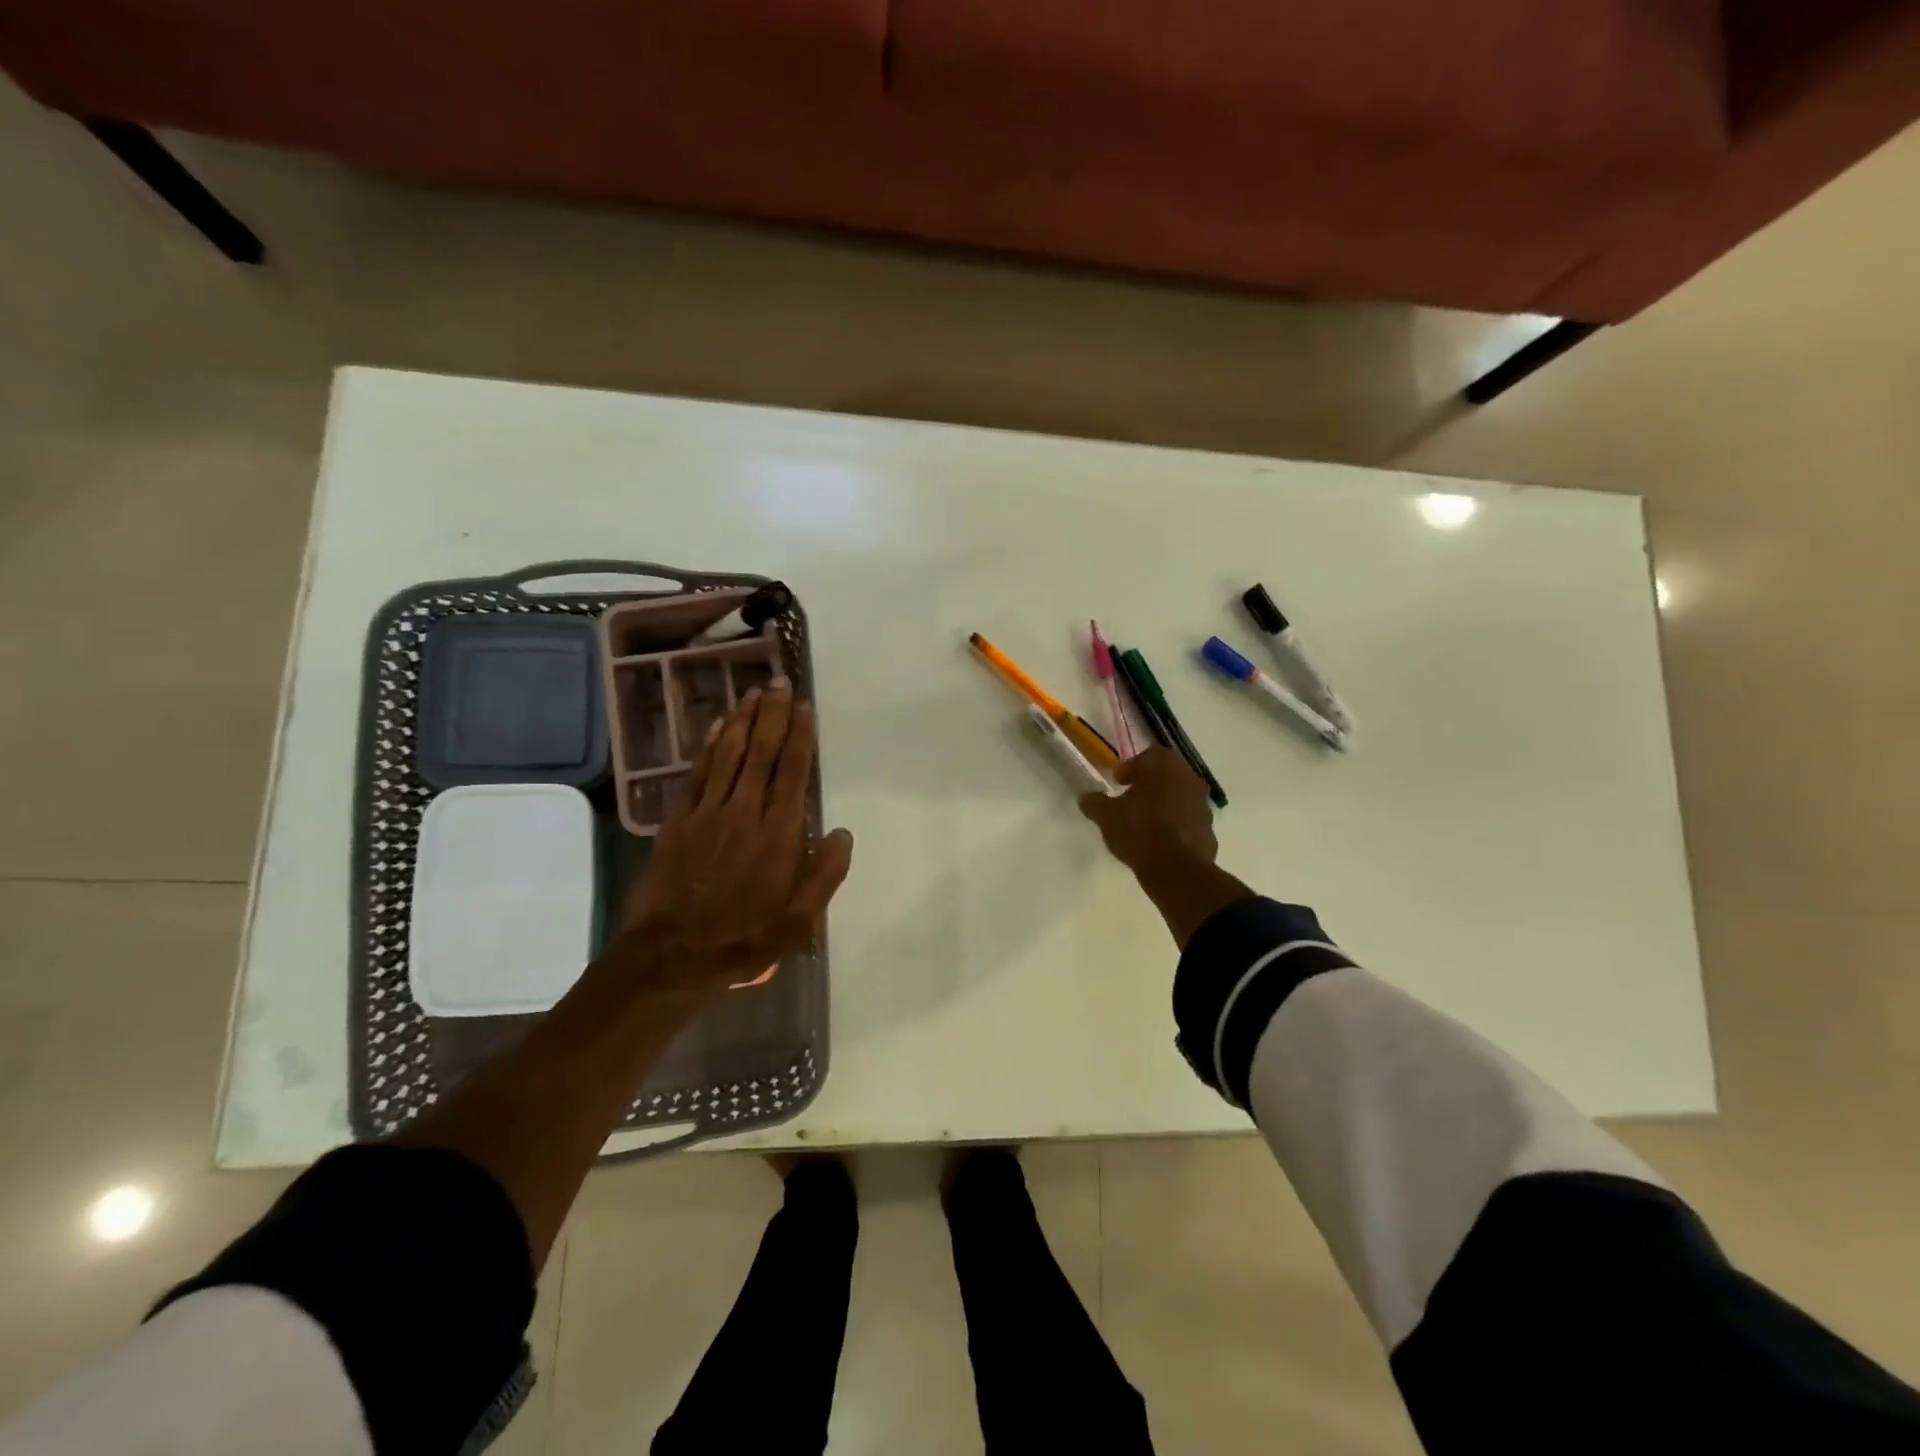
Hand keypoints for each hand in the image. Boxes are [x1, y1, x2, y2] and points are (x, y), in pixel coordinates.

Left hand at [618, 681, 853, 995]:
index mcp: (779, 835)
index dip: (800, 736)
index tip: (805, 706)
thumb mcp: (799, 921)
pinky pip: (698, 773)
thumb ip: (825, 875)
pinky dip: (710, 745)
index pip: (793, 772)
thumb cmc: (744, 939)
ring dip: (743, 720)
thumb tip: (842, 831)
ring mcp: (708, 813)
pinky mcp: (679, 821)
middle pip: (761, 753)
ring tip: (754, 692)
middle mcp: (745, 813)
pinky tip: (719, 725)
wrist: (671, 955)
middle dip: (773, 714)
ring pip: (729, 754)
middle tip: (780, 683)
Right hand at [1078, 747, 1216, 872]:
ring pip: (1180, 797)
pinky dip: (1175, 825)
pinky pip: (1188, 821)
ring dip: (1164, 804)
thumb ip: (1095, 802)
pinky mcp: (1209, 830)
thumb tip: (1088, 798)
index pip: (1148, 755)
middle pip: (1167, 774)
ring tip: (1144, 822)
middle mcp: (1189, 778)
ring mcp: (1203, 805)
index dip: (1130, 767)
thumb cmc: (1139, 830)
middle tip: (1129, 799)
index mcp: (1165, 766)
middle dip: (1148, 784)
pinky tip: (1160, 841)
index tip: (1118, 782)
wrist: (1176, 869)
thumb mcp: (1106, 815)